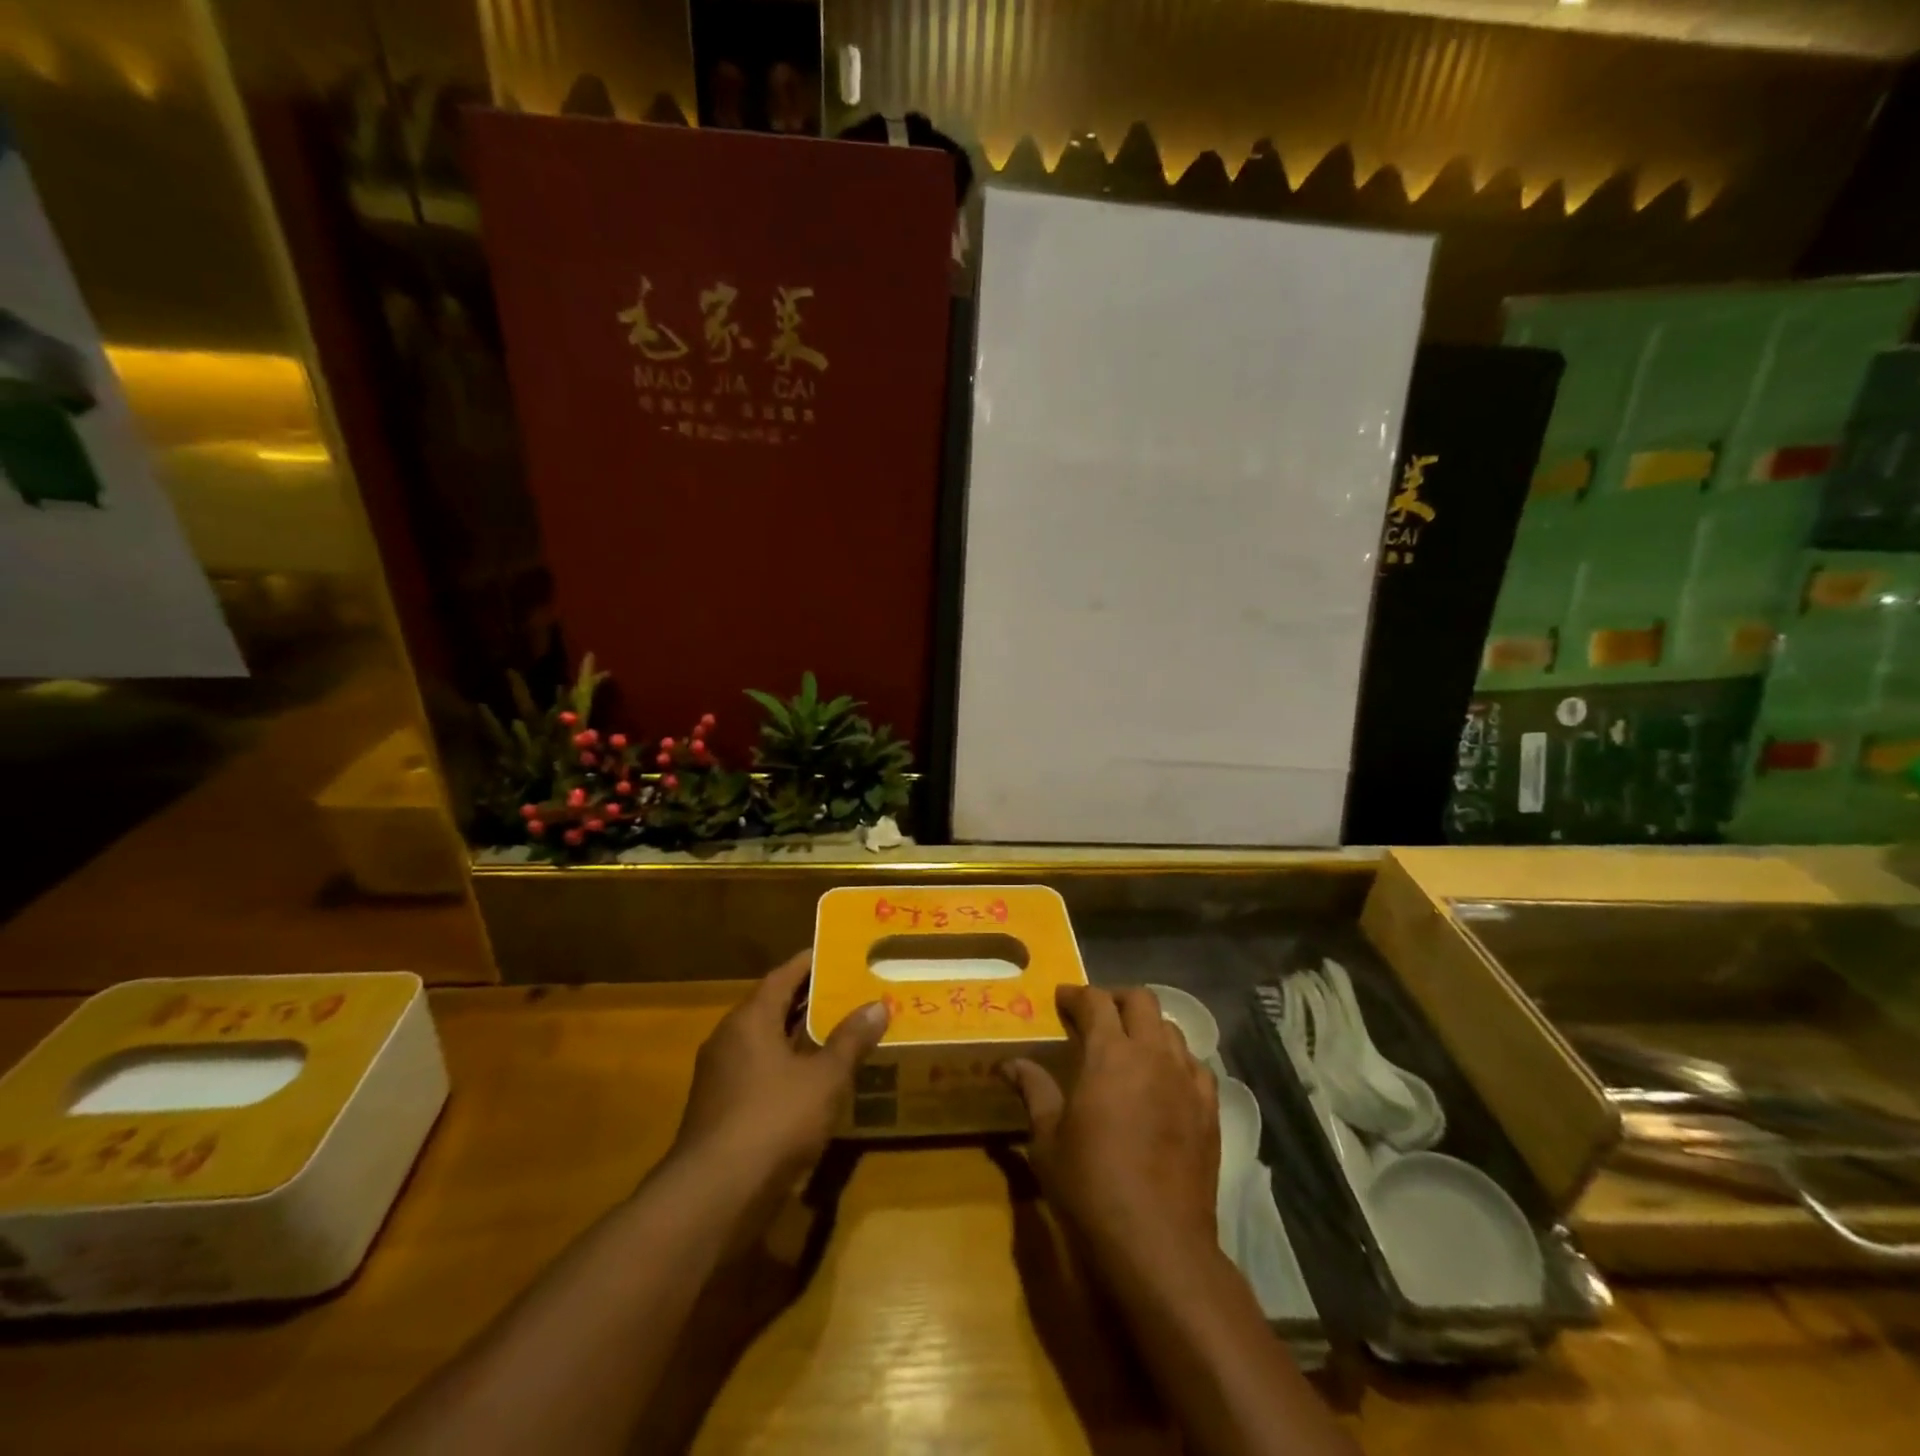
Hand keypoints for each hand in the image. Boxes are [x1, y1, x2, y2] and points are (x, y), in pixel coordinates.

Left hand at [669, 951, 888, 1199]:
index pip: (782, 976)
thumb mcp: (824, 1078)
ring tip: (840, 1031)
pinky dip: (788, 1069)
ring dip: (799, 1037)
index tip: (837, 953)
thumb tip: (877, 1005)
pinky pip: (760, 1074)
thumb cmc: (772, 1121)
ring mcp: (721, 1078)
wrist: (713, 1197)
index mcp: (750, 1020)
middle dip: (809, 999)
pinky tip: (815, 1082)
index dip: (809, 963)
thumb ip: (850, 1041)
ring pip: (766, 1044)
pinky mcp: (721, 1112)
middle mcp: (730, 1040)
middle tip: (848, 990)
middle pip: (772, 1008)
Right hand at [1003, 985, 1218, 1267]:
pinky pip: (1196, 1066)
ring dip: (1147, 1027)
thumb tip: (1009, 1064)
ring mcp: (1186, 1081)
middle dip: (1116, 998)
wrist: (1157, 1243)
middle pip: (1141, 1000)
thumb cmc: (1091, 1186)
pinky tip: (1164, 1081)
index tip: (1061, 999)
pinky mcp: (1210, 1110)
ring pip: (1171, 1029)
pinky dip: (1176, 1060)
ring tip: (1129, 1047)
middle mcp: (1152, 1054)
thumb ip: (1033, 1091)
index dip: (1076, 994)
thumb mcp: (1049, 1139)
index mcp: (1110, 1053)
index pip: (1095, 1001)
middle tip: (1096, 1016)